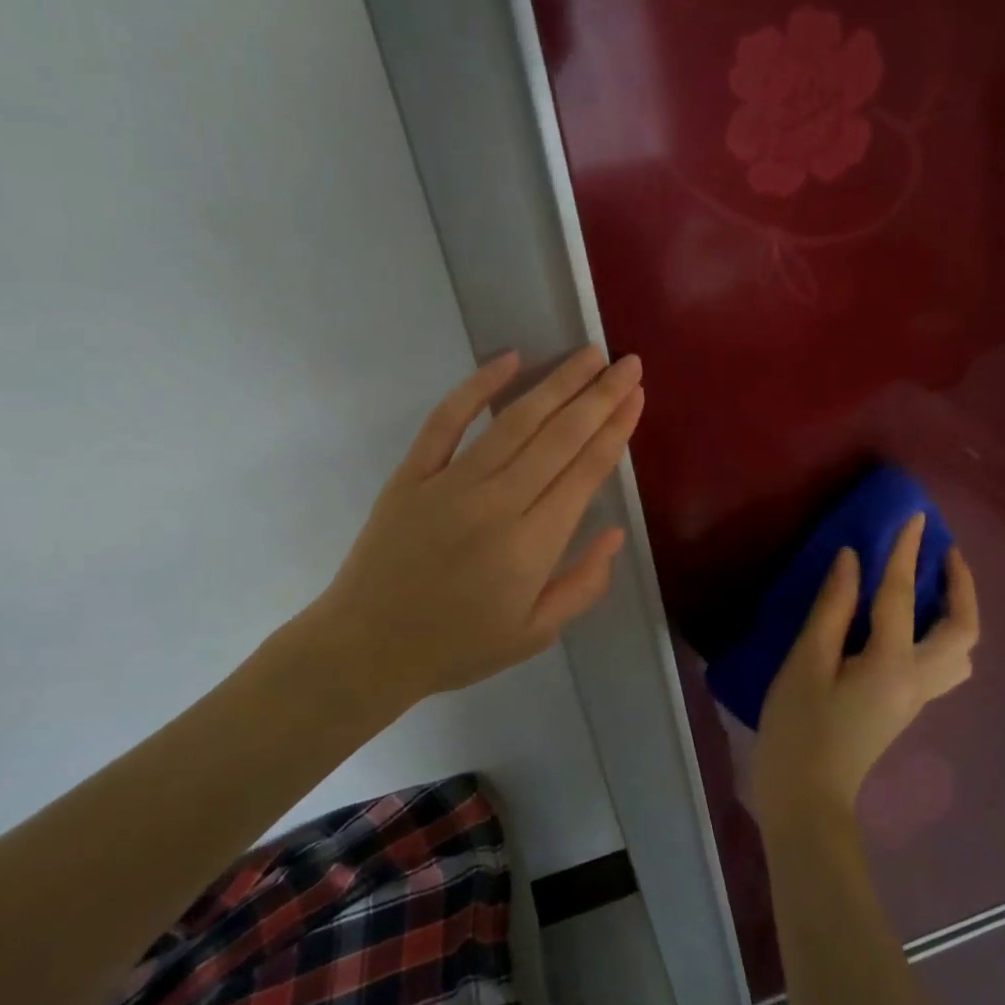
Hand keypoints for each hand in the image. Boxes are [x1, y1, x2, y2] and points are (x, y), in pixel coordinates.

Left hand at [292, 347, 644, 718]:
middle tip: (627, 363)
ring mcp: (450, 484)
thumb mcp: (535, 635)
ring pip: (514, 421)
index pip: (586, 471)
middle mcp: (498, 503)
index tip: (637, 396)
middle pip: (559, 437)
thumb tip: (615, 533)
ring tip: (588, 355)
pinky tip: (508, 359)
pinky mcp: (412, 475)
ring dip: (556, 383)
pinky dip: (477, 386)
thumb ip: (584, 585)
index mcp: (533, 544)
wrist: (368, 648)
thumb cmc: (458, 646)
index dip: (616, 429)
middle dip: (599, 396)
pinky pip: (446, 421)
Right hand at [749, 515, 978, 832]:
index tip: (915, 517)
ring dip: (959, 613)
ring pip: (961, 652)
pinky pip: (943, 663)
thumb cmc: (798, 728)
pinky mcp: (905, 706)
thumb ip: (832, 609)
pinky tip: (915, 623)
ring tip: (936, 587)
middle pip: (962, 630)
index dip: (906, 552)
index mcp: (891, 664)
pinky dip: (943, 634)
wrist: (806, 797)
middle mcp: (917, 680)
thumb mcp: (806, 663)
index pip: (901, 596)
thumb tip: (852, 560)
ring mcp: (916, 697)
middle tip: (944, 553)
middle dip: (961, 586)